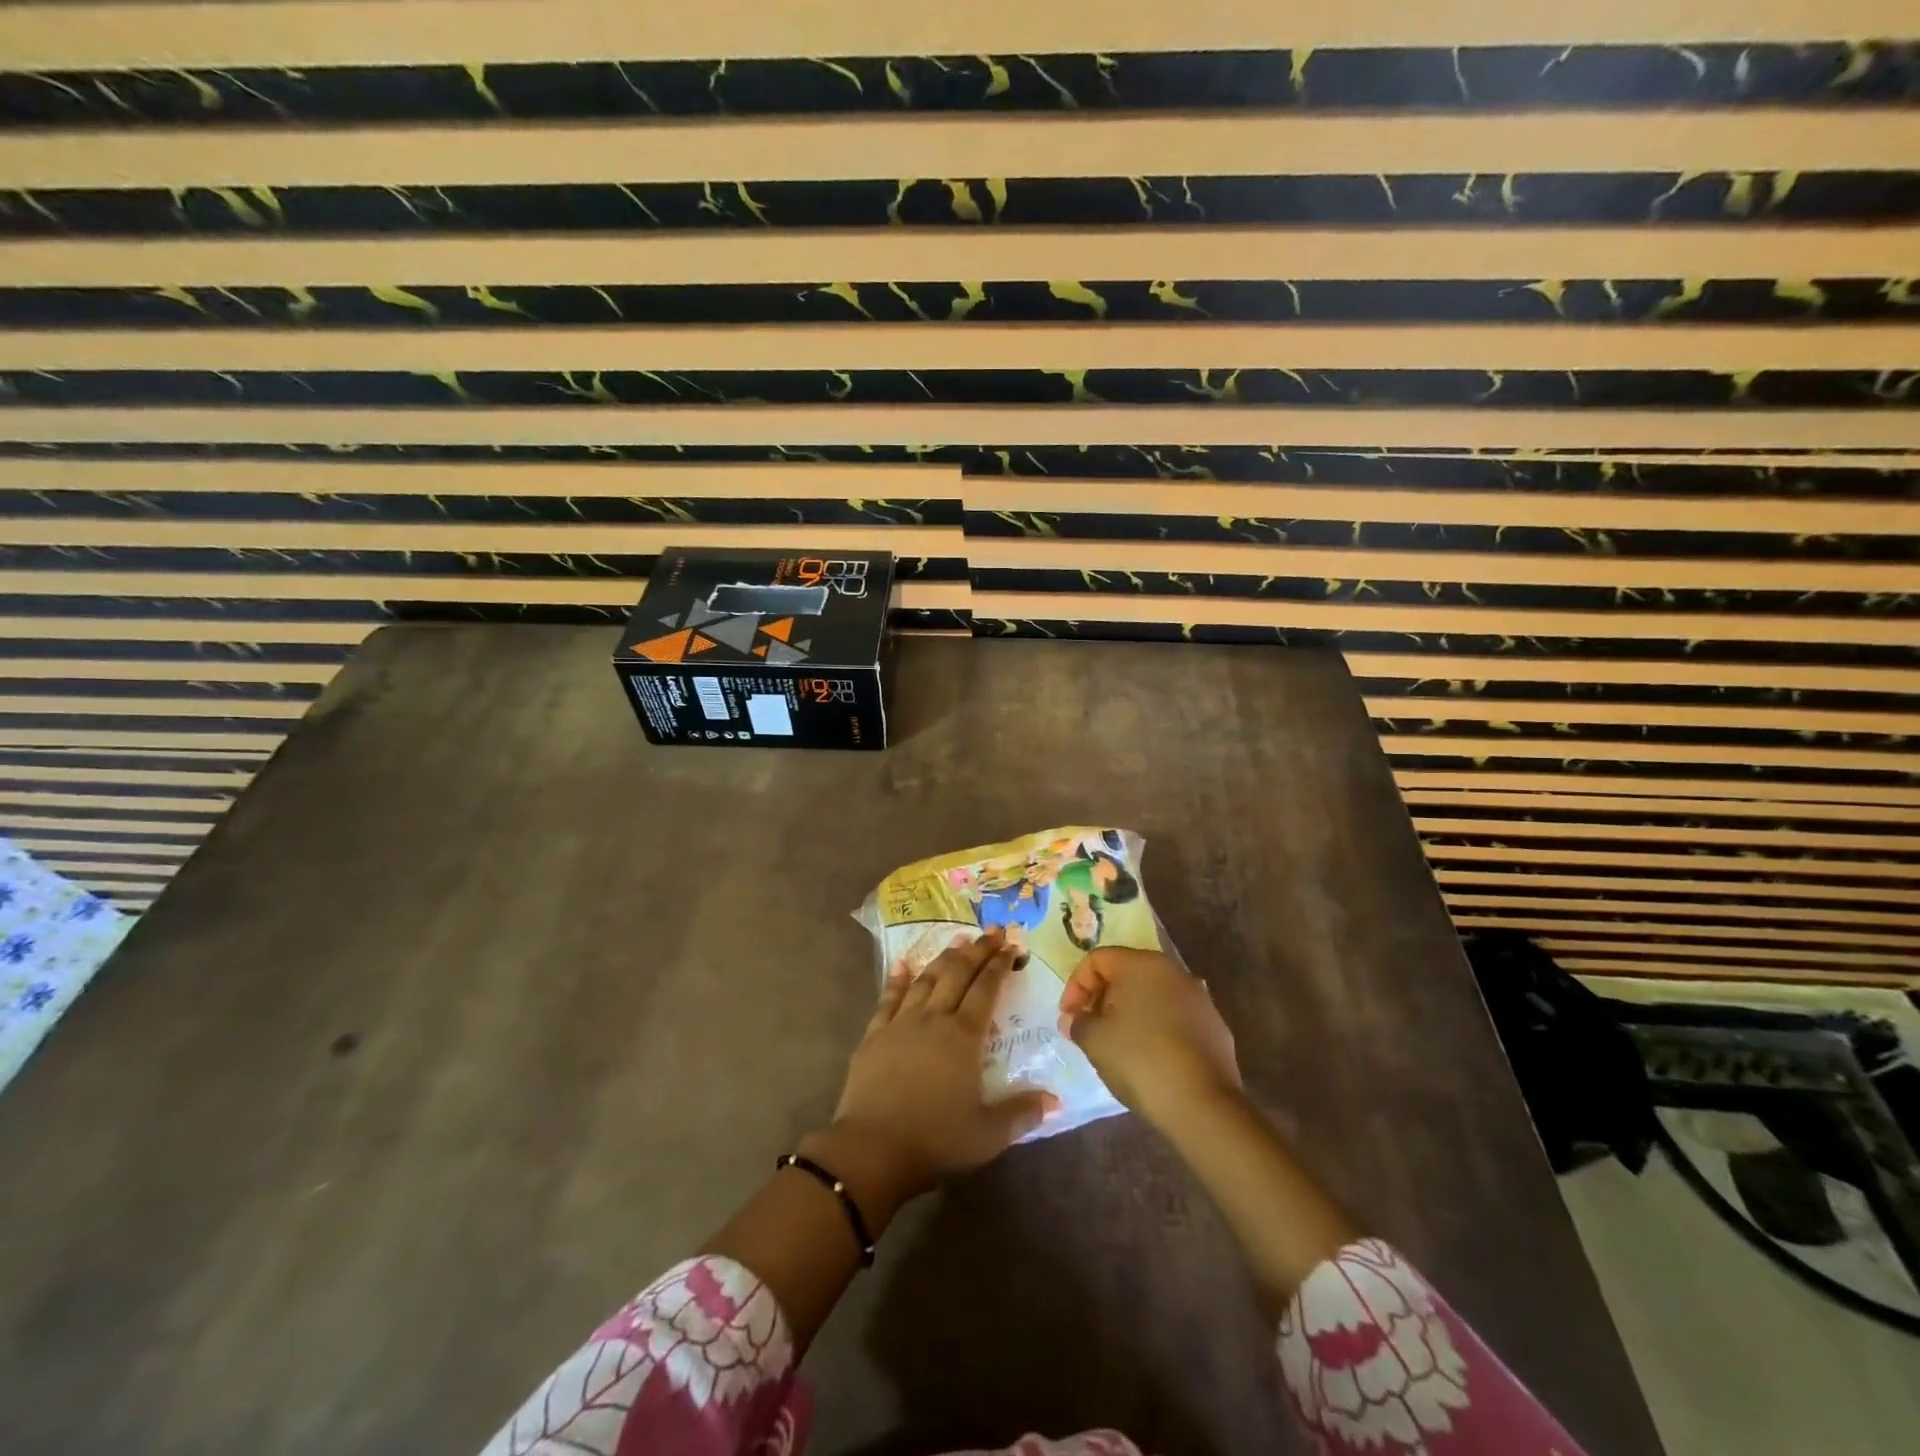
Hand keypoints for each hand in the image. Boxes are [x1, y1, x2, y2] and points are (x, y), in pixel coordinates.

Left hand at [819, 929, 1055, 1212]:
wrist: (872, 1149)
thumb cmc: (936, 1140)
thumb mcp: (988, 1134)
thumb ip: (1022, 1113)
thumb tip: (1056, 1100)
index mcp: (964, 1037)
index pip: (986, 990)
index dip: (999, 966)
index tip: (1011, 946)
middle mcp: (934, 1019)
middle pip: (958, 975)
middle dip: (977, 951)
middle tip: (992, 932)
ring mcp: (901, 1023)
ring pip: (926, 980)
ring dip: (943, 959)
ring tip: (957, 942)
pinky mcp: (874, 1035)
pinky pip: (888, 999)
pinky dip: (897, 979)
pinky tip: (902, 965)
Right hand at [1058, 947, 1241, 1127]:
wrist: (1203, 1105)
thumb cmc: (1140, 1060)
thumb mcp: (1094, 1040)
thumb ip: (1078, 1022)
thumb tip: (1075, 1019)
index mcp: (1142, 964)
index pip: (1097, 959)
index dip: (1076, 986)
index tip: (1069, 1018)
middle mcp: (1173, 972)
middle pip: (1126, 973)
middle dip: (1102, 998)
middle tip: (1089, 1028)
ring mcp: (1199, 999)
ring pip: (1152, 996)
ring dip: (1130, 1013)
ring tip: (1117, 1045)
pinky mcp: (1215, 1027)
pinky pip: (1175, 1018)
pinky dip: (1156, 1029)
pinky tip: (1149, 1058)